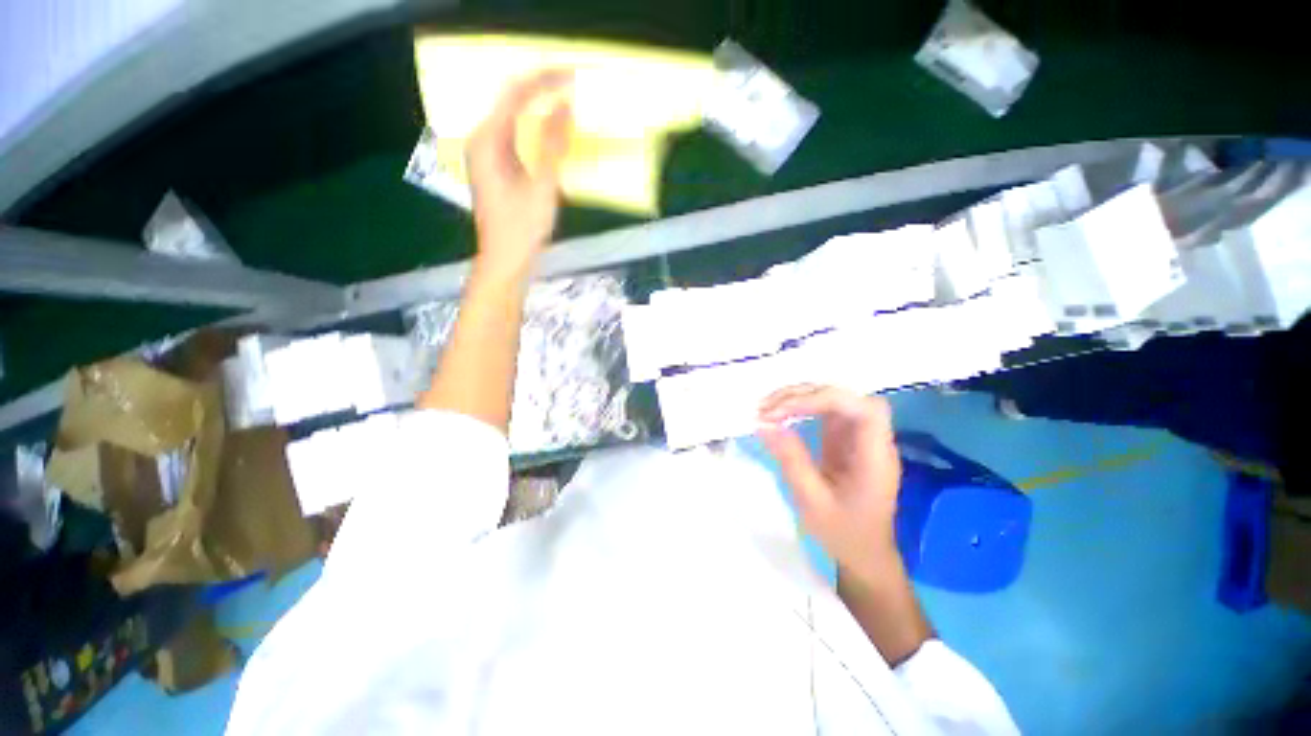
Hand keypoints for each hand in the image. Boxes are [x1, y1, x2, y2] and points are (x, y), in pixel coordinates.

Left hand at [467, 70, 572, 276]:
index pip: (515, 95)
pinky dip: (534, 131)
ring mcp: (486, 155)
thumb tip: (565, 105)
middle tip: (571, 85)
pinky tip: (550, 134)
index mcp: (487, 141)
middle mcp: (481, 140)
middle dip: (541, 90)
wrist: (505, 260)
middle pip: (510, 102)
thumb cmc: (522, 228)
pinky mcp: (495, 169)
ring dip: (538, 110)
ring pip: (512, 119)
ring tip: (565, 103)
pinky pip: (514, 137)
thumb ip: (553, 145)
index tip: (572, 75)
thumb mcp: (542, 187)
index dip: (544, 80)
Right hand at [758, 385, 901, 583]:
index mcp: (875, 457)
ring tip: (767, 408)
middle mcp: (872, 439)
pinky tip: (780, 414)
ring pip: (833, 398)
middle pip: (845, 397)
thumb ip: (791, 460)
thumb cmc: (844, 533)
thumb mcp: (812, 502)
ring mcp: (859, 436)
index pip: (861, 409)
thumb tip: (764, 425)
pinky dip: (800, 407)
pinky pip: (824, 411)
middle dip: (804, 396)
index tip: (783, 410)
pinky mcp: (845, 438)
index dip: (823, 399)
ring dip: (799, 397)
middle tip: (766, 409)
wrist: (864, 553)